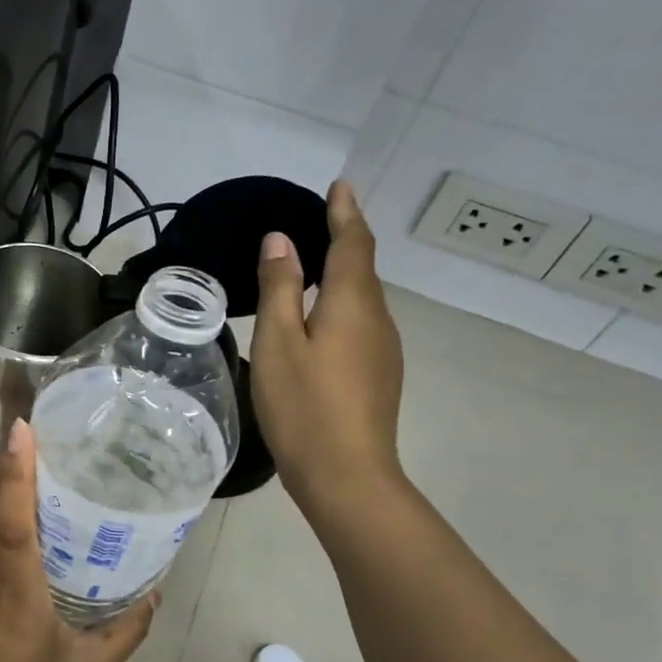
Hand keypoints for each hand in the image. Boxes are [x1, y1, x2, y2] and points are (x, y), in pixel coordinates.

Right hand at [251, 180, 405, 521]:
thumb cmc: (304, 407)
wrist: (347, 476)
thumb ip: (280, 288)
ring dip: (341, 275)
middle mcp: (377, 319)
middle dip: (343, 239)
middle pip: (362, 269)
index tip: (338, 185)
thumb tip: (281, 240)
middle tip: (316, 221)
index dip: (345, 212)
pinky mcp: (378, 376)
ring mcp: (383, 350)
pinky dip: (340, 306)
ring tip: (310, 268)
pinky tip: (318, 323)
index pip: (353, 243)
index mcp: (352, 303)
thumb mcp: (279, 343)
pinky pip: (360, 324)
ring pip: (362, 299)